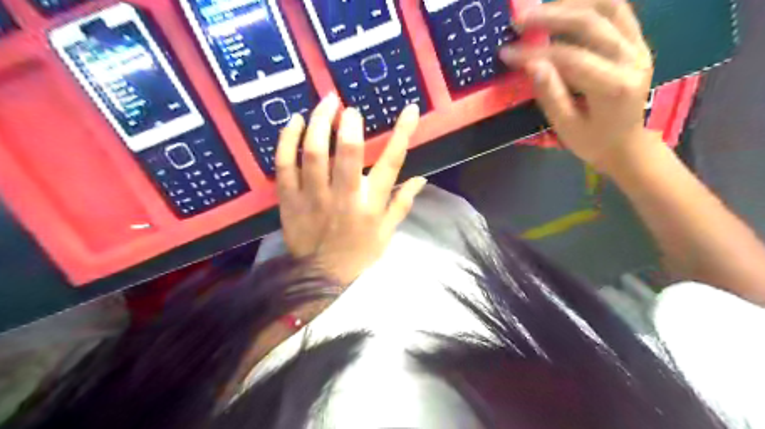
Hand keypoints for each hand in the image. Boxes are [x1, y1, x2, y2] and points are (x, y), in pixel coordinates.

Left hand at [277, 94, 428, 288]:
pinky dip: (287, 140)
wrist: (321, 277)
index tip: (410, 109)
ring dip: (318, 122)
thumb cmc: (359, 254)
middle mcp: (343, 197)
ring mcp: (312, 197)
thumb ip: (403, 204)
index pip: (391, 163)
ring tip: (325, 103)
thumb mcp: (387, 233)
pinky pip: (284, 164)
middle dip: (349, 124)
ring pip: (313, 152)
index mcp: (370, 205)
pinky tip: (294, 121)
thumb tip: (421, 178)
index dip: (403, 133)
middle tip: (349, 108)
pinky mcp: (289, 199)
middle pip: (346, 153)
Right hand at [504, 1, 657, 173]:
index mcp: (612, 86)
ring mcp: (638, 46)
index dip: (534, 52)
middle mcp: (631, 58)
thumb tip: (531, 64)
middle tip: (518, 20)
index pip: (569, 58)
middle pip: (590, 22)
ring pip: (607, 6)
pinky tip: (565, 9)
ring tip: (540, 10)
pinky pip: (617, 10)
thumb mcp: (566, 127)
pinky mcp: (637, 41)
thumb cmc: (593, 142)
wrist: (627, 145)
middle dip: (550, 16)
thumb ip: (550, 94)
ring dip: (571, 3)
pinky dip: (589, 4)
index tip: (505, 52)